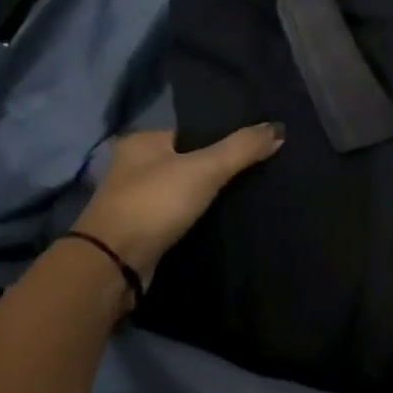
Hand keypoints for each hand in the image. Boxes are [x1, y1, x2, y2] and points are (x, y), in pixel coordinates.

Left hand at [72, 125, 283, 279]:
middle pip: (189, 161)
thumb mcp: (205, 168)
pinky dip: (198, 217)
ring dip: (208, 195)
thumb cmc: (155, 203)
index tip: (255, 147)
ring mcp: (135, 200)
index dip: (222, 137)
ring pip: (184, 190)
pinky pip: (179, 215)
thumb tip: (278, 128)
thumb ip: (241, 148)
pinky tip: (223, 219)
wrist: (114, 265)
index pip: (191, 131)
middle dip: (218, 168)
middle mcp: (133, 166)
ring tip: (247, 196)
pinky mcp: (142, 230)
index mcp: (142, 141)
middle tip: (257, 172)